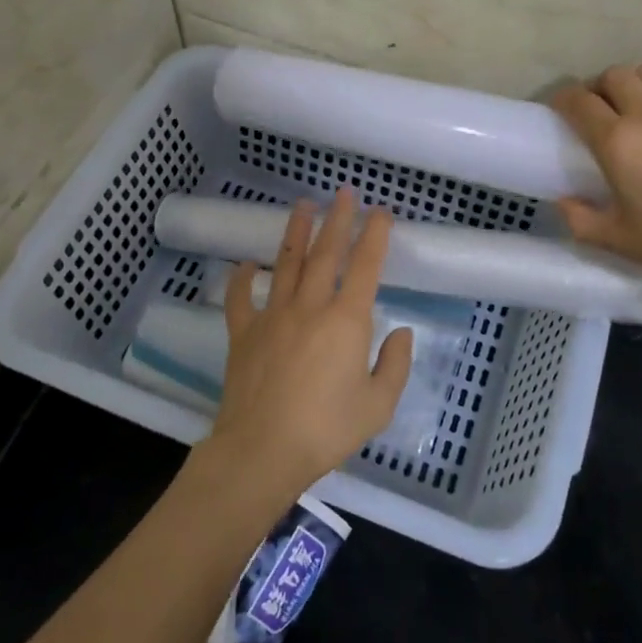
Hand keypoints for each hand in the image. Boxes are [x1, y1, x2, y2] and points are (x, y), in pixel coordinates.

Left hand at [205, 188, 411, 498]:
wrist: (262, 450)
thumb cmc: (327, 429)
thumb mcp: (378, 405)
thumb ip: (395, 364)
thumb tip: (400, 332)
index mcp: (347, 320)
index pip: (365, 265)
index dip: (375, 235)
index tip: (381, 211)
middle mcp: (310, 306)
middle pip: (325, 253)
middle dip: (337, 219)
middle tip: (343, 192)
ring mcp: (273, 315)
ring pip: (286, 263)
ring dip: (296, 231)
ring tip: (302, 204)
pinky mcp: (243, 332)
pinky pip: (241, 297)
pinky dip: (242, 277)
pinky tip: (246, 262)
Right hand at [552, 62, 641, 311]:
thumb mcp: (622, 242)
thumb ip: (581, 221)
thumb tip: (561, 201)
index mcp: (617, 142)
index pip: (577, 101)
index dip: (563, 99)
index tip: (561, 110)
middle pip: (614, 75)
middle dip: (602, 88)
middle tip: (605, 110)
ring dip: (641, 83)